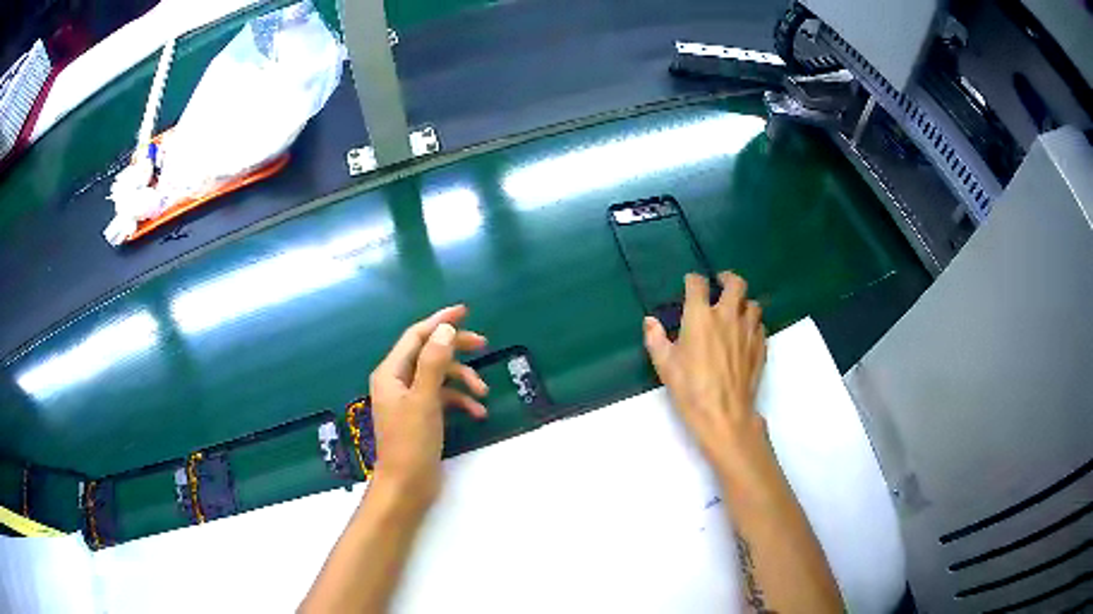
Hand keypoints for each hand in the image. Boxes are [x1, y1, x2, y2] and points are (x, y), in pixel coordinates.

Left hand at [369, 305, 488, 506]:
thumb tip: (445, 329)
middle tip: (483, 344)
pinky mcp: (421, 416)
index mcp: (391, 372)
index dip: (439, 321)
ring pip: (439, 376)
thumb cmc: (411, 442)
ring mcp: (410, 399)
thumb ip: (434, 362)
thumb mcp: (424, 399)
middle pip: (429, 353)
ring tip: (483, 393)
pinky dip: (460, 401)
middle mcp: (397, 381)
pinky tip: (477, 412)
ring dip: (463, 380)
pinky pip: (443, 398)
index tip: (464, 310)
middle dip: (456, 349)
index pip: (416, 336)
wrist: (406, 485)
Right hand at [642, 272, 769, 480]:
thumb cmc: (690, 389)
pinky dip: (753, 323)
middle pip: (736, 283)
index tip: (690, 284)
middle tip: (720, 284)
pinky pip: (760, 325)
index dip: (693, 280)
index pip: (698, 284)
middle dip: (727, 279)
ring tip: (735, 310)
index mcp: (700, 316)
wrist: (724, 414)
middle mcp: (727, 315)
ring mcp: (748, 330)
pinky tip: (745, 334)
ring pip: (753, 304)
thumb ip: (655, 339)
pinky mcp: (760, 346)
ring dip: (743, 302)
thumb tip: (650, 321)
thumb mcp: (665, 365)